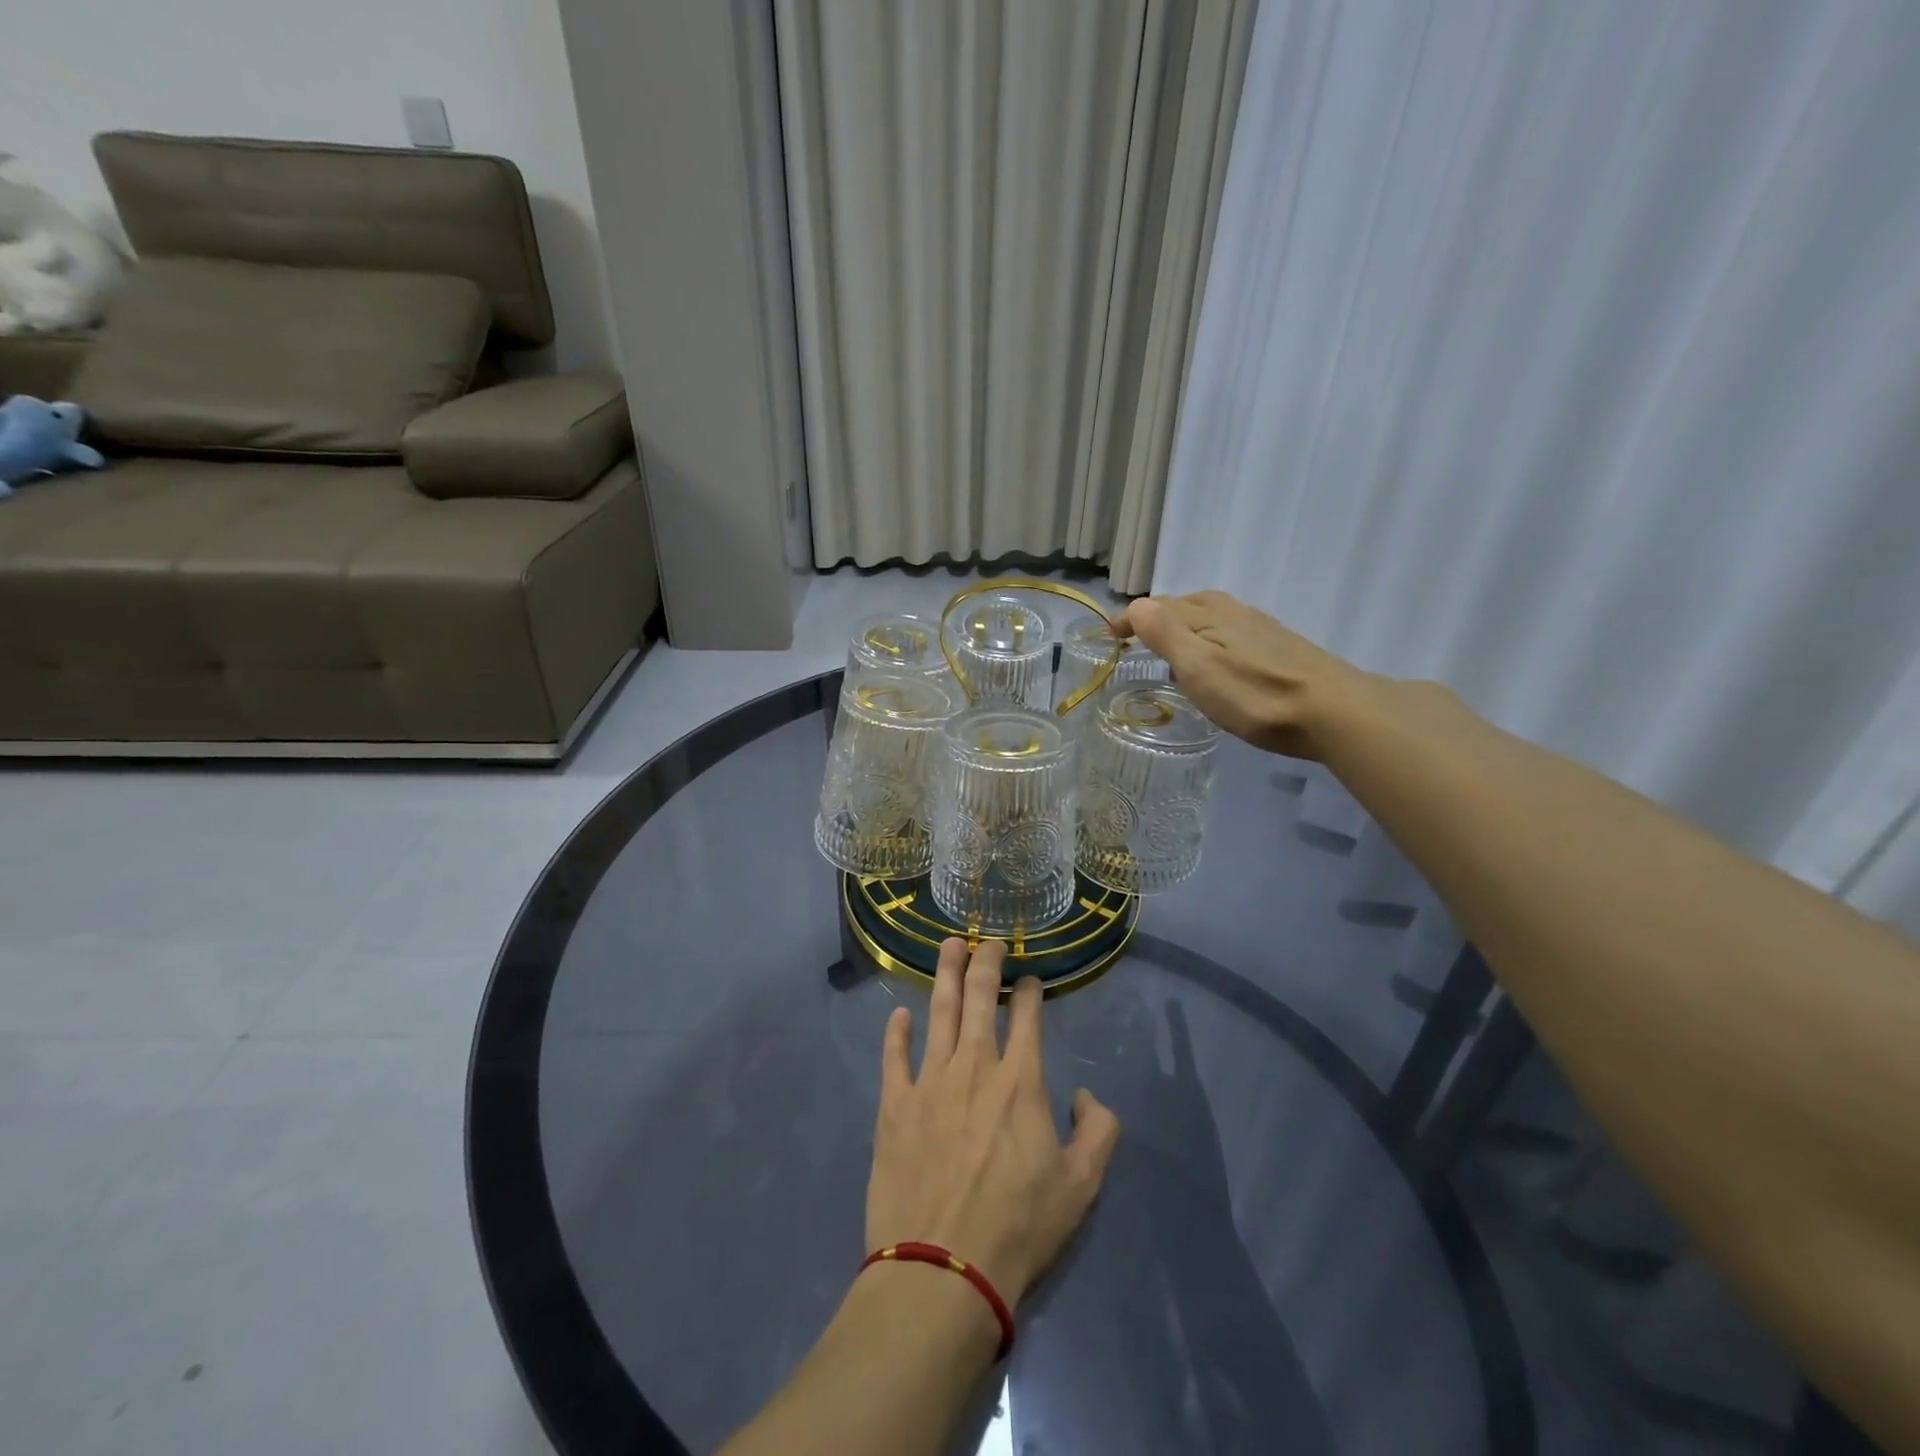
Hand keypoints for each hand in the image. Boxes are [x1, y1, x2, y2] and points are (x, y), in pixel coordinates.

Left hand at [867, 938, 1121, 1308]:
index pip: (1027, 1018)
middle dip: (985, 963)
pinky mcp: (894, 1105)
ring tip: (949, 945)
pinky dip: (896, 1032)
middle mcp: (973, 1067)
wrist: (941, 1269)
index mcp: (1019, 1082)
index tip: (1030, 979)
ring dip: (945, 975)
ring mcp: (929, 1082)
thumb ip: (1098, 1132)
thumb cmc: (1017, 1228)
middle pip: (979, 999)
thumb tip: (1088, 1096)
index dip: (1030, 992)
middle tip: (987, 940)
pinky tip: (899, 1014)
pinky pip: (894, 1056)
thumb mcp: (1081, 1187)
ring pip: (938, 1012)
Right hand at [1110, 591, 1366, 759]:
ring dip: (1182, 628)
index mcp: (1207, 613)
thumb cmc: (1255, 694)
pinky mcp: (1277, 647)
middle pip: (1184, 606)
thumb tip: (1136, 605)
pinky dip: (1207, 641)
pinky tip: (1215, 665)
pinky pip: (1227, 633)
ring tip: (1169, 653)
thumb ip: (1165, 634)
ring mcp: (1258, 627)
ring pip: (1208, 618)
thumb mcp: (1199, 666)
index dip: (1130, 619)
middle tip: (1135, 641)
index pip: (1156, 607)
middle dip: (1155, 618)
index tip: (1109, 637)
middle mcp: (1232, 611)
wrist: (1333, 712)